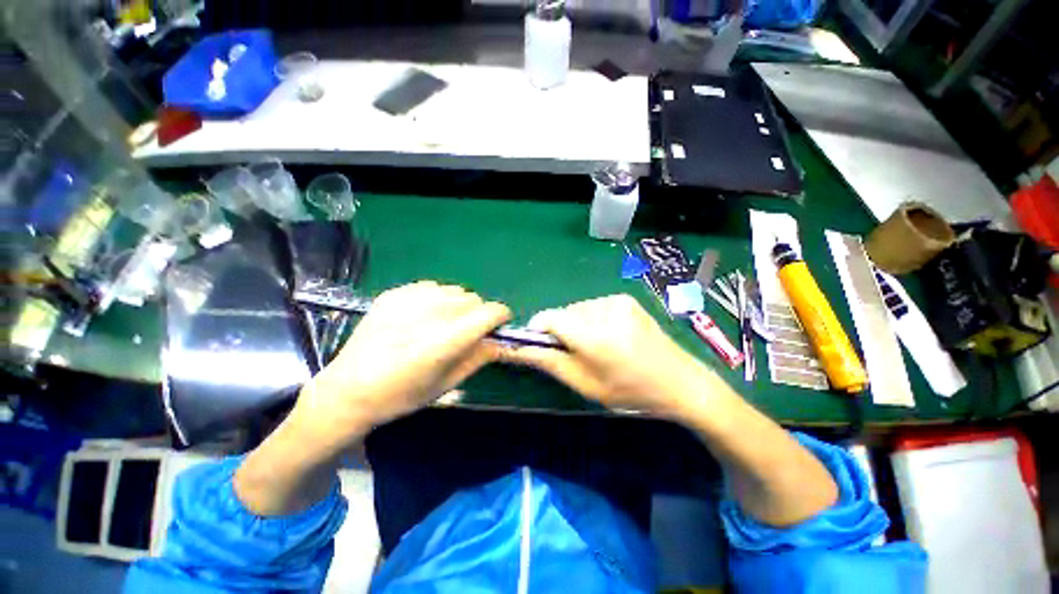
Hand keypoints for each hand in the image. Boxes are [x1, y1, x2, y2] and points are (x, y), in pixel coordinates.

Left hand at [291, 281, 510, 449]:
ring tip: (445, 322)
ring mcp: (408, 301)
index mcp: (443, 342)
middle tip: (468, 331)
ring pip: (453, 290)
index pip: (488, 313)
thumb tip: (501, 341)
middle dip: (478, 313)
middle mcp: (428, 315)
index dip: (500, 316)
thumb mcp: (446, 384)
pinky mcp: (393, 294)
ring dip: (458, 305)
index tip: (499, 325)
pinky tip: (424, 316)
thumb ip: (478, 358)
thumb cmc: (401, 396)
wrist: (347, 390)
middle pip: (472, 299)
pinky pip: (431, 287)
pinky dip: (437, 298)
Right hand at [504, 294, 713, 418]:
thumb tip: (517, 348)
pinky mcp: (624, 299)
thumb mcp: (585, 383)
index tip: (542, 347)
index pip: (548, 318)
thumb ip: (549, 362)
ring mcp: (616, 300)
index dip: (538, 330)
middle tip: (577, 354)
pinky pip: (593, 306)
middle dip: (560, 331)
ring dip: (576, 325)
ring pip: (577, 309)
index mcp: (593, 335)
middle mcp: (603, 309)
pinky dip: (592, 320)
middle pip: (563, 313)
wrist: (679, 381)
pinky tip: (610, 336)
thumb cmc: (630, 391)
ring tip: (597, 346)